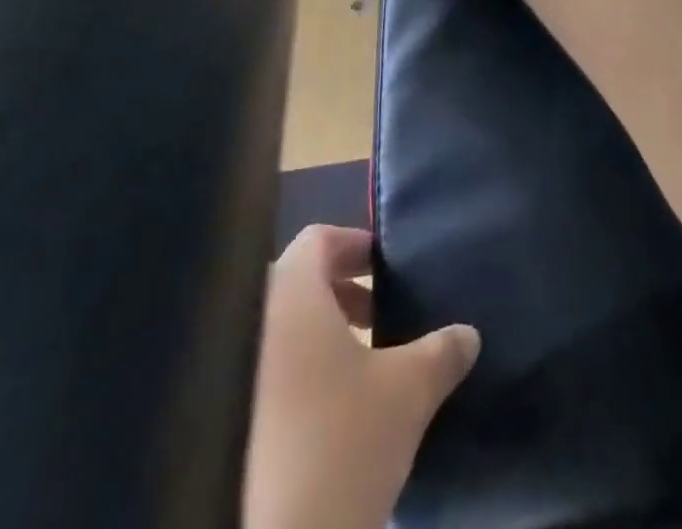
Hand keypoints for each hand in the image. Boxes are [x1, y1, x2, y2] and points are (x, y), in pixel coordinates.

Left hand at [243, 226, 479, 528]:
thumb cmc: (338, 442)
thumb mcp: (407, 392)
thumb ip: (441, 351)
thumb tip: (468, 334)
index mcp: (289, 292)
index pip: (320, 239)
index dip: (358, 247)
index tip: (388, 273)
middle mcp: (248, 320)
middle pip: (297, 284)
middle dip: (341, 298)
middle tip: (379, 322)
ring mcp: (224, 375)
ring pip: (276, 335)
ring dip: (317, 343)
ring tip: (358, 375)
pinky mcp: (214, 425)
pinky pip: (257, 379)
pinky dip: (290, 383)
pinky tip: (325, 422)